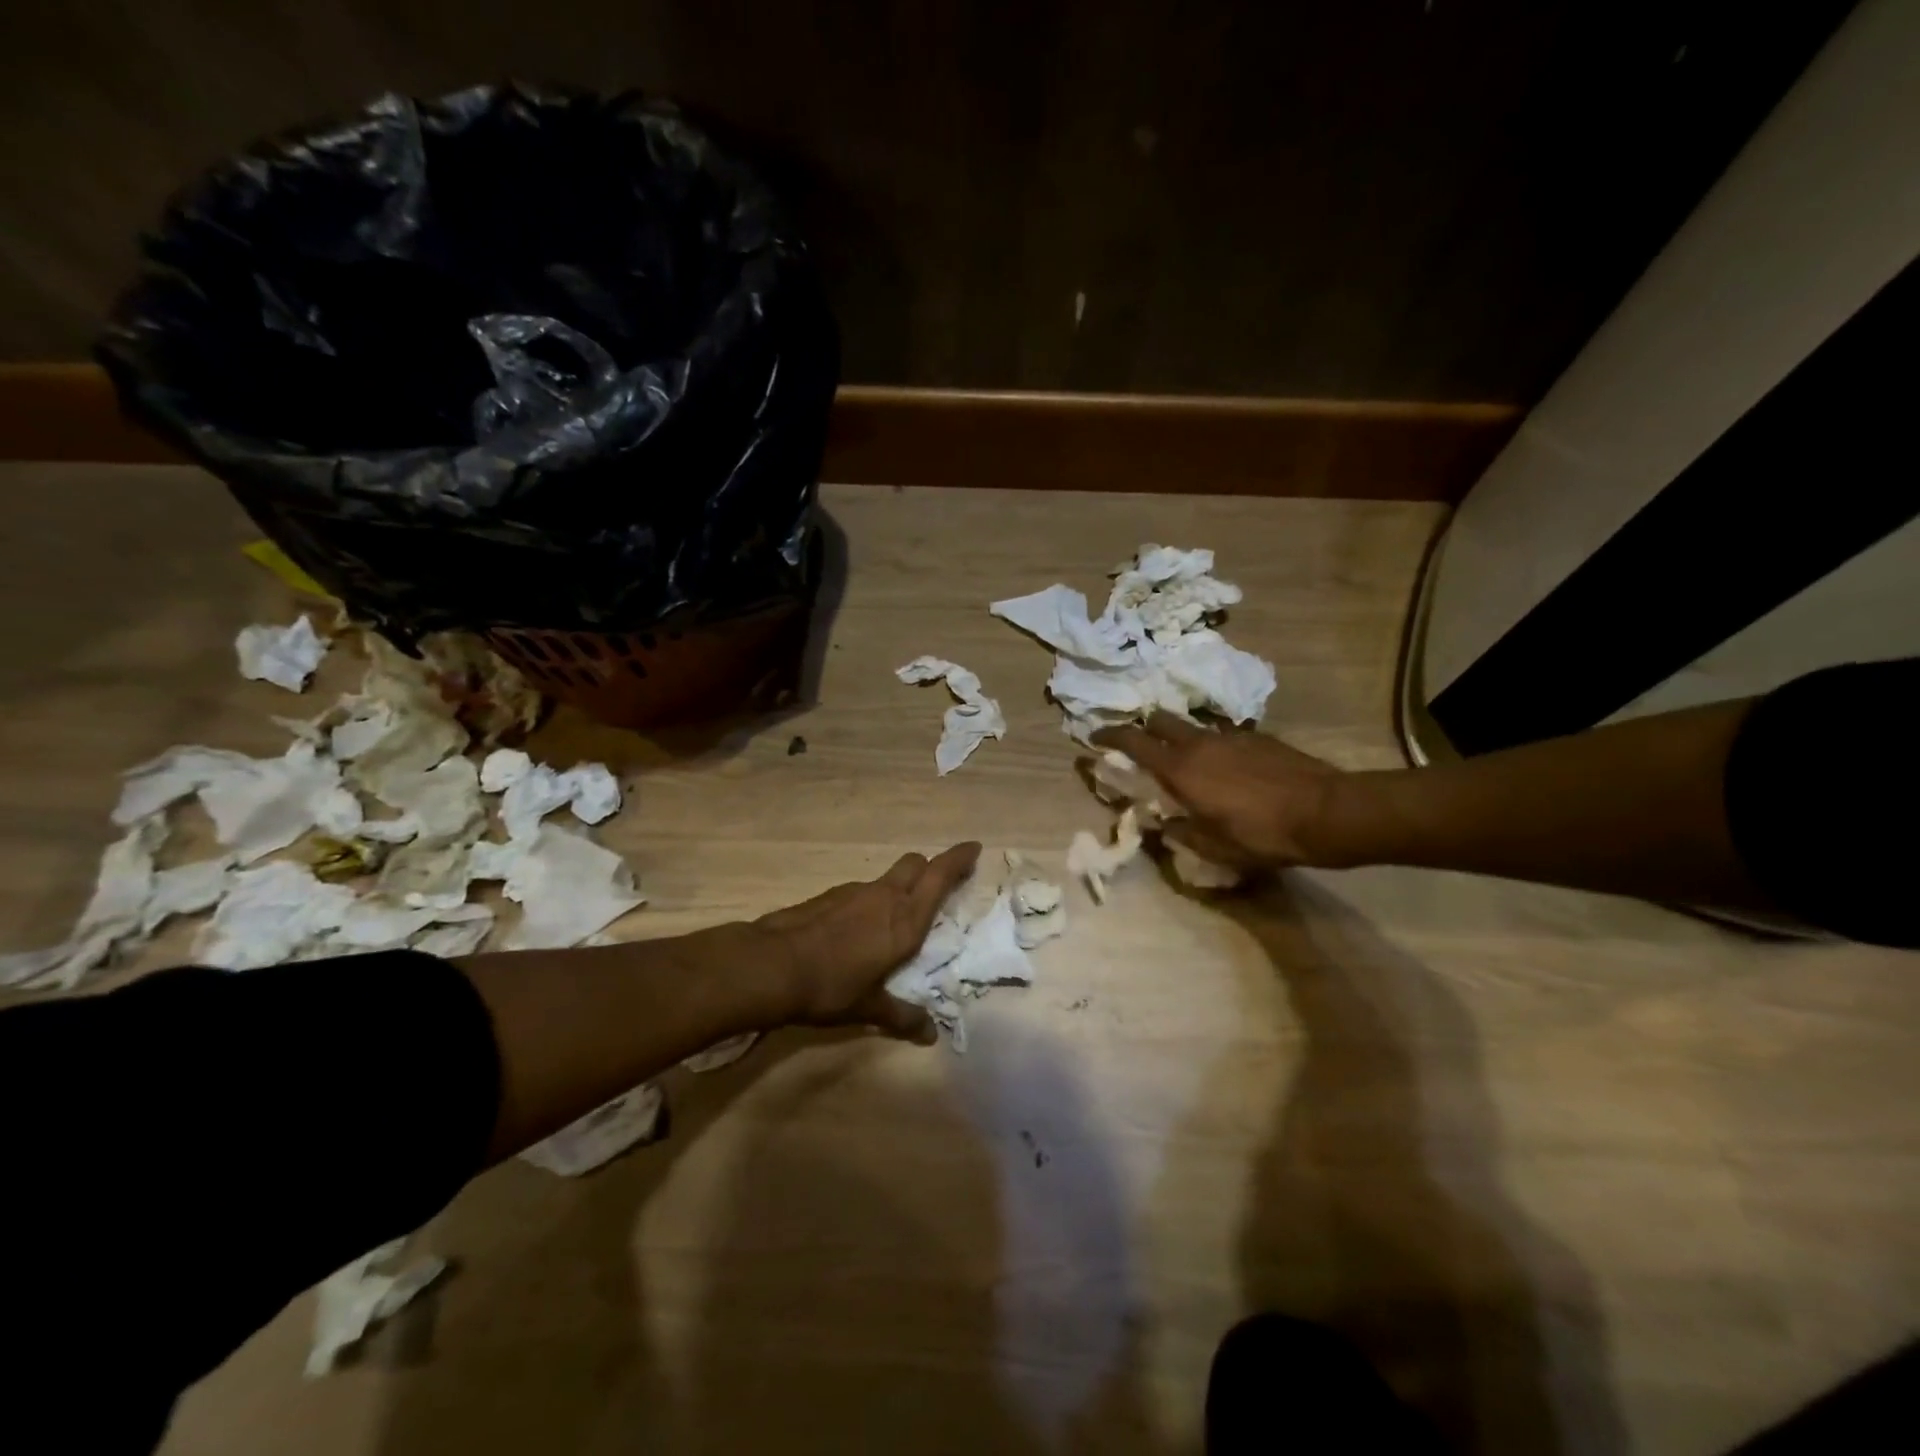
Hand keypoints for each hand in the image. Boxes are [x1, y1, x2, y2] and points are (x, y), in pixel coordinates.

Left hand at [754, 842, 981, 1043]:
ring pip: (887, 877)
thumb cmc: (830, 987)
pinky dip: (869, 901)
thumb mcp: (869, 1007)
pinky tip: (857, 929)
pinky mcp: (828, 896)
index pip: (939, 876)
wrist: (771, 965)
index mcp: (904, 920)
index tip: (974, 848)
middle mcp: (884, 897)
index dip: (959, 859)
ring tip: (894, 917)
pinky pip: (861, 891)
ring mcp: (854, 892)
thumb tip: (930, 1035)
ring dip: (898, 886)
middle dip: (930, 867)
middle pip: (915, 864)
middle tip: (938, 883)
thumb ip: (902, 1017)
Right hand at [1092, 714, 1344, 870]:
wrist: (1326, 813)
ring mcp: (1231, 736)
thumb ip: (1181, 832)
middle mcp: (1200, 744)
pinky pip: (1223, 736)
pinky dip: (1214, 748)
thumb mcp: (1214, 847)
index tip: (1094, 738)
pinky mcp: (1258, 737)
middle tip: (1143, 749)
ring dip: (1181, 740)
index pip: (1133, 741)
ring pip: (1193, 727)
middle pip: (1160, 720)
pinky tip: (1229, 771)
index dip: (1109, 736)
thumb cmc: (1261, 836)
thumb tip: (1163, 825)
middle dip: (1145, 729)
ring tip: (1190, 765)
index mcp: (1180, 769)